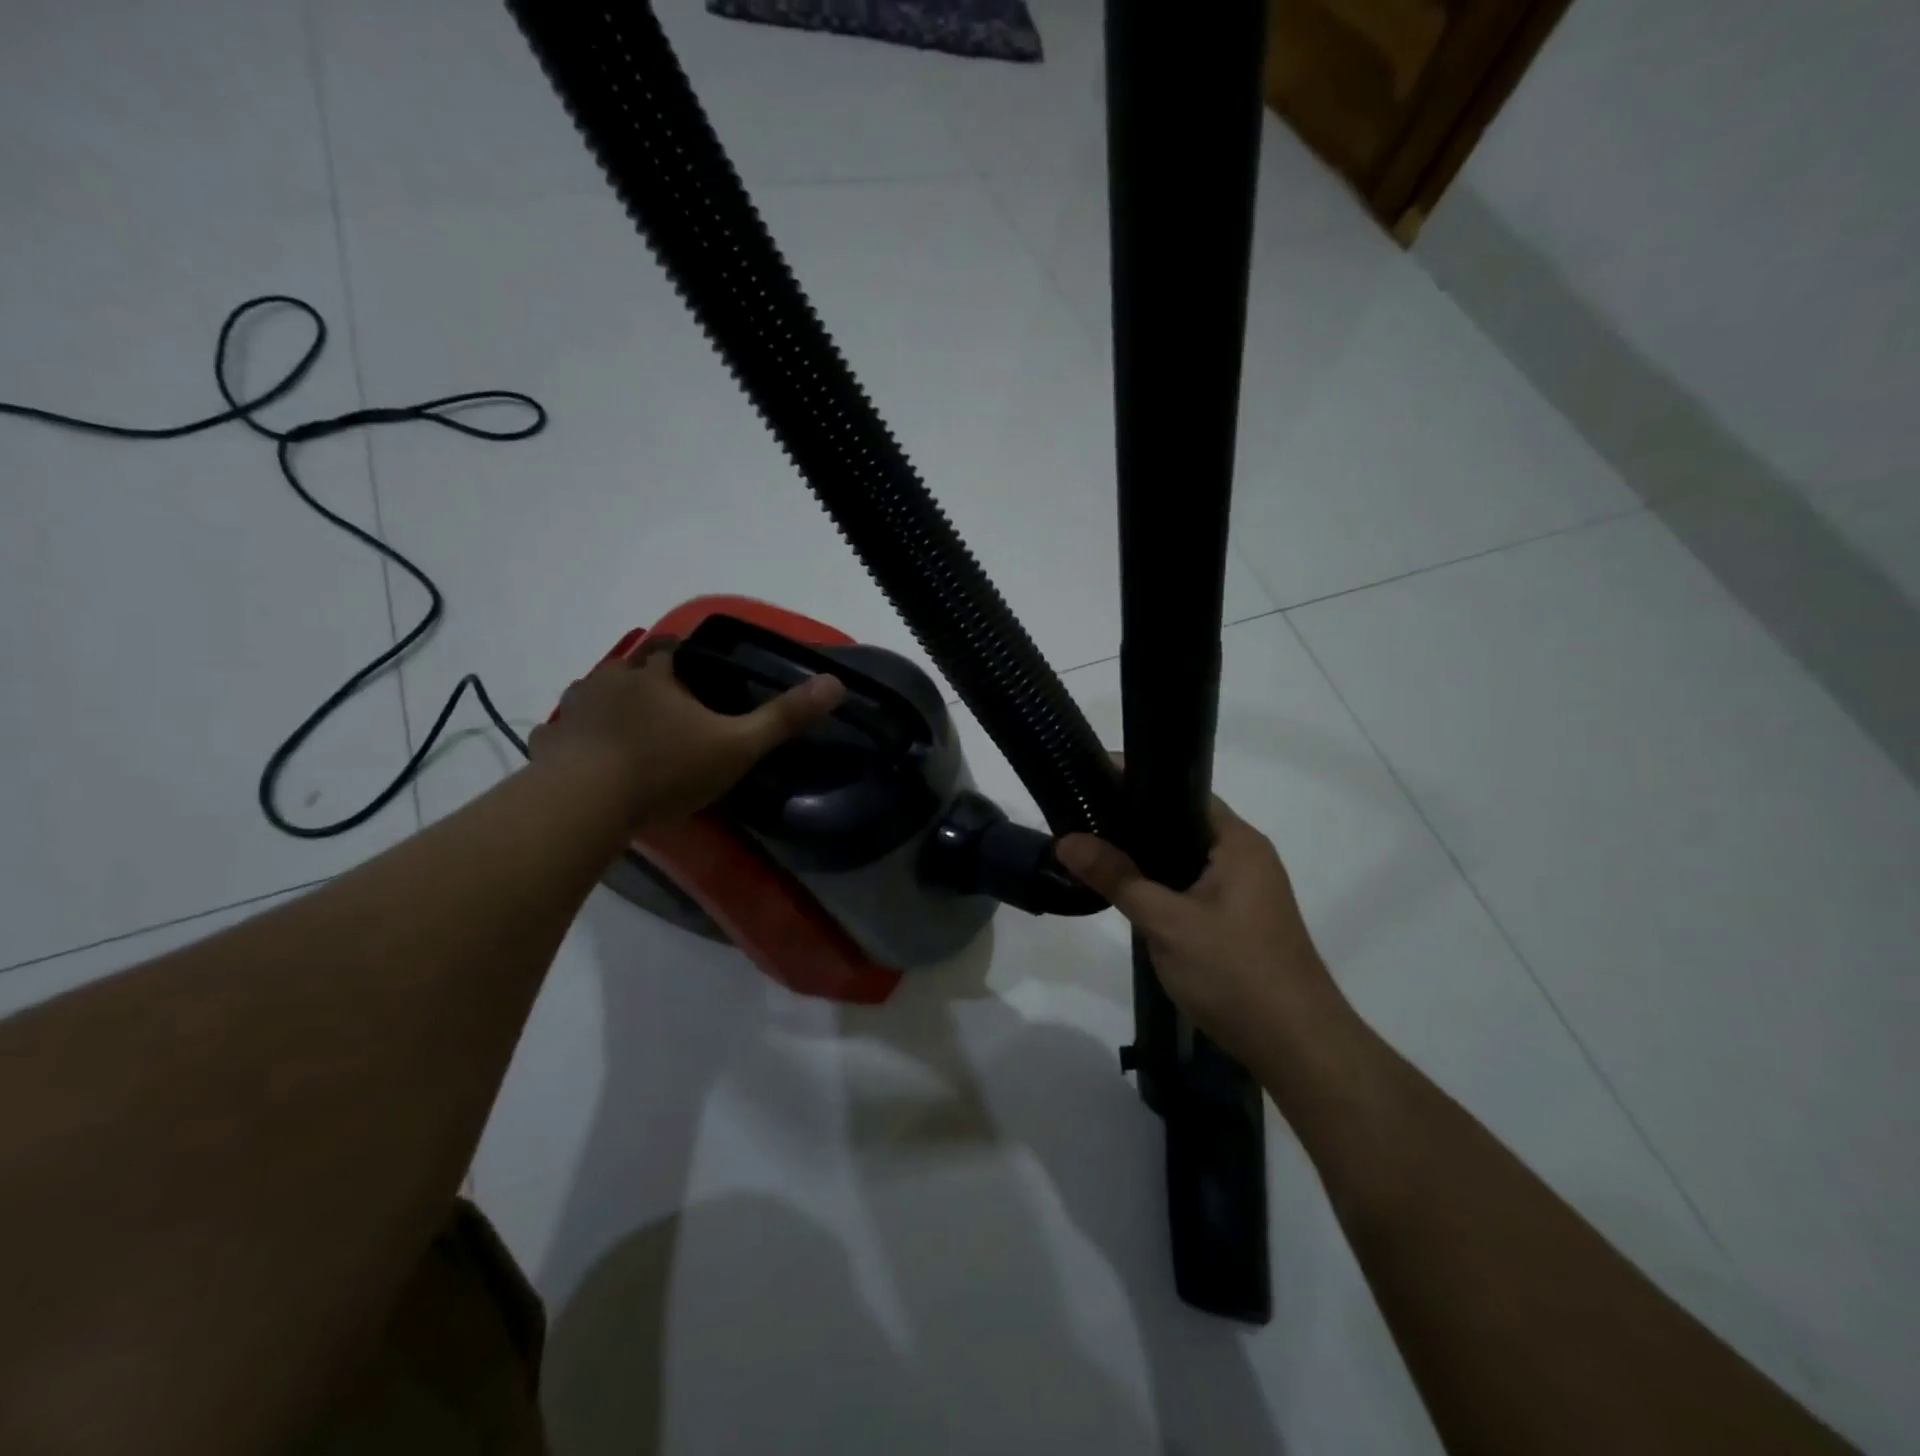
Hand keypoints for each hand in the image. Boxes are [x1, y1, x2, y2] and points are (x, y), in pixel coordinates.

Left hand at [529, 637, 844, 827]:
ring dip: (617, 711)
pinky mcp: (551, 742)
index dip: (693, 663)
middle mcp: (611, 678)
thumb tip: (836, 683)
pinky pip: (570, 733)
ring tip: (638, 741)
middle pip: (636, 671)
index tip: (708, 687)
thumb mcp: (737, 746)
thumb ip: (784, 717)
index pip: (676, 648)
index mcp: (656, 672)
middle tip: (678, 720)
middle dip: (655, 688)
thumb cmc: (666, 768)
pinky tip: (595, 764)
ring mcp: (574, 709)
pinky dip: (584, 742)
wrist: (582, 807)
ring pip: (600, 699)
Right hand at [1056, 798, 1346, 1063]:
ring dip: (1145, 856)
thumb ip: (1118, 878)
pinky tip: (1127, 891)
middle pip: (1181, 824)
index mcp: (1238, 842)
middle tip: (1081, 816)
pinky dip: (1159, 882)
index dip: (1137, 782)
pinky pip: (1190, 885)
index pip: (1182, 792)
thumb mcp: (1168, 923)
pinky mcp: (1237, 920)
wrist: (1297, 1047)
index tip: (1091, 778)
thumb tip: (1067, 841)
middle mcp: (1245, 857)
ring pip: (1184, 858)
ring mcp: (1244, 891)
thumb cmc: (1236, 973)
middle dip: (1133, 821)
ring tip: (1093, 848)